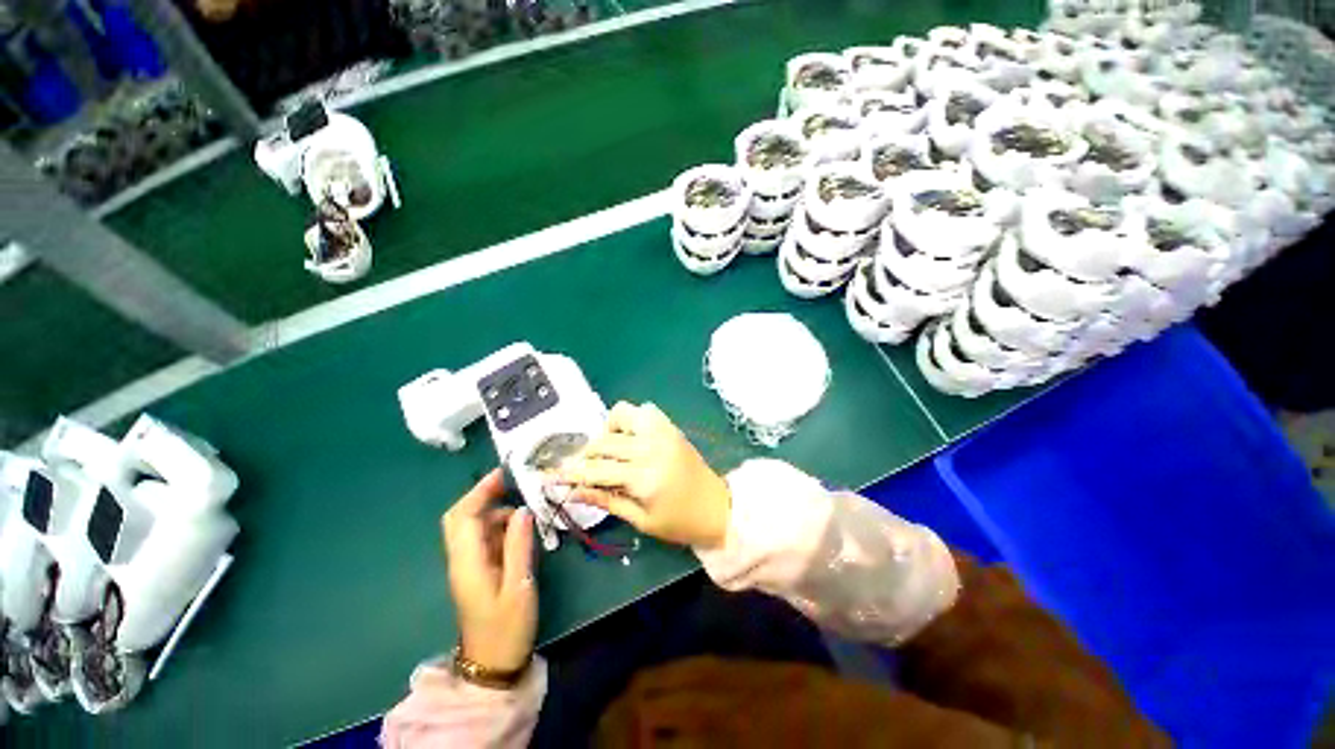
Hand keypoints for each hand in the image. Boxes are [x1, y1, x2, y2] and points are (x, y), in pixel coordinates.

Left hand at [441, 469, 536, 672]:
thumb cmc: (508, 628)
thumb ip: (519, 546)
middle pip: (460, 518)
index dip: (480, 491)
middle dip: (483, 496)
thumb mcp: (520, 586)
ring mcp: (468, 566)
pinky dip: (500, 526)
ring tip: (527, 511)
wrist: (493, 665)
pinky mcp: (477, 571)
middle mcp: (461, 560)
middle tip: (513, 484)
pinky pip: (484, 538)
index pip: (463, 517)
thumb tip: (522, 509)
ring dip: (496, 512)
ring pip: (474, 526)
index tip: (504, 474)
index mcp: (468, 563)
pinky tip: (522, 531)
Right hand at [557, 402, 730, 548]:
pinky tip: (627, 438)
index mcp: (645, 477)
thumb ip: (606, 501)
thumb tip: (573, 491)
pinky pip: (643, 410)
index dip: (570, 473)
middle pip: (604, 443)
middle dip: (583, 455)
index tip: (549, 475)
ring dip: (607, 431)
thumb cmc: (680, 522)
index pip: (597, 470)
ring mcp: (663, 432)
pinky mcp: (670, 426)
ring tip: (607, 453)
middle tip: (577, 468)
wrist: (718, 507)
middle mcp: (652, 447)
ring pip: (621, 414)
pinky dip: (628, 419)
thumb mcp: (641, 520)